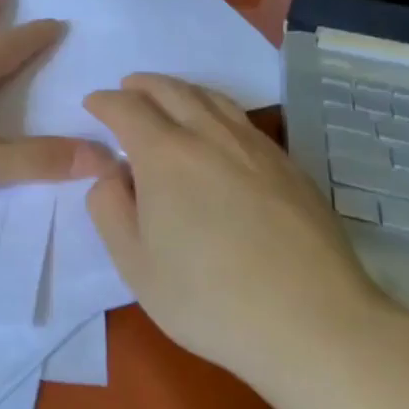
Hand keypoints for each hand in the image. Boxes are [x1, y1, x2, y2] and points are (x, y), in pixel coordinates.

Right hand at [84, 74, 398, 386]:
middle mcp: (210, 136)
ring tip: (168, 98)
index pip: (127, 108)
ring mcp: (255, 147)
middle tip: (127, 88)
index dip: (105, 102)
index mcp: (165, 155)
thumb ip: (108, 209)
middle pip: (171, 90)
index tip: (93, 104)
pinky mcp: (289, 166)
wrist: (314, 323)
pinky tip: (217, 131)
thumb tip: (112, 173)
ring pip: (212, 98)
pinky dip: (215, 109)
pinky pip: (241, 119)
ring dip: (181, 90)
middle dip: (142, 85)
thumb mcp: (135, 264)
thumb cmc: (210, 299)